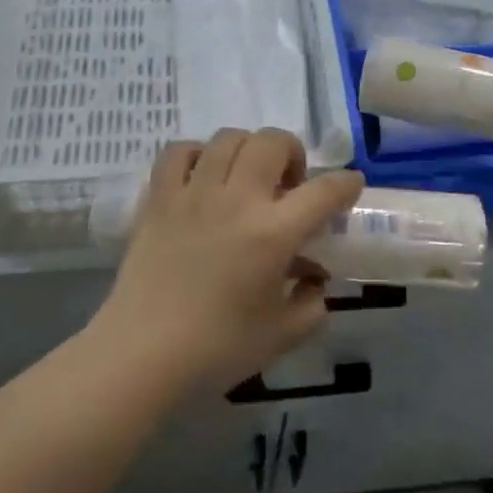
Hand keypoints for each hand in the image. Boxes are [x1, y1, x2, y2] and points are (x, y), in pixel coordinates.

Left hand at [91, 128, 365, 395]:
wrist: (142, 354)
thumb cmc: (217, 349)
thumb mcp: (281, 335)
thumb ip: (311, 305)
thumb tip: (315, 282)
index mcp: (274, 233)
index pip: (324, 191)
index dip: (346, 183)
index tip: (349, 186)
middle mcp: (237, 200)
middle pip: (273, 142)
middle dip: (292, 153)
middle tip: (290, 183)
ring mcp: (194, 193)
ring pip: (228, 138)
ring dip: (248, 150)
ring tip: (247, 177)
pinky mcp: (159, 198)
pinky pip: (179, 152)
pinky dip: (197, 154)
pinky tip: (203, 177)